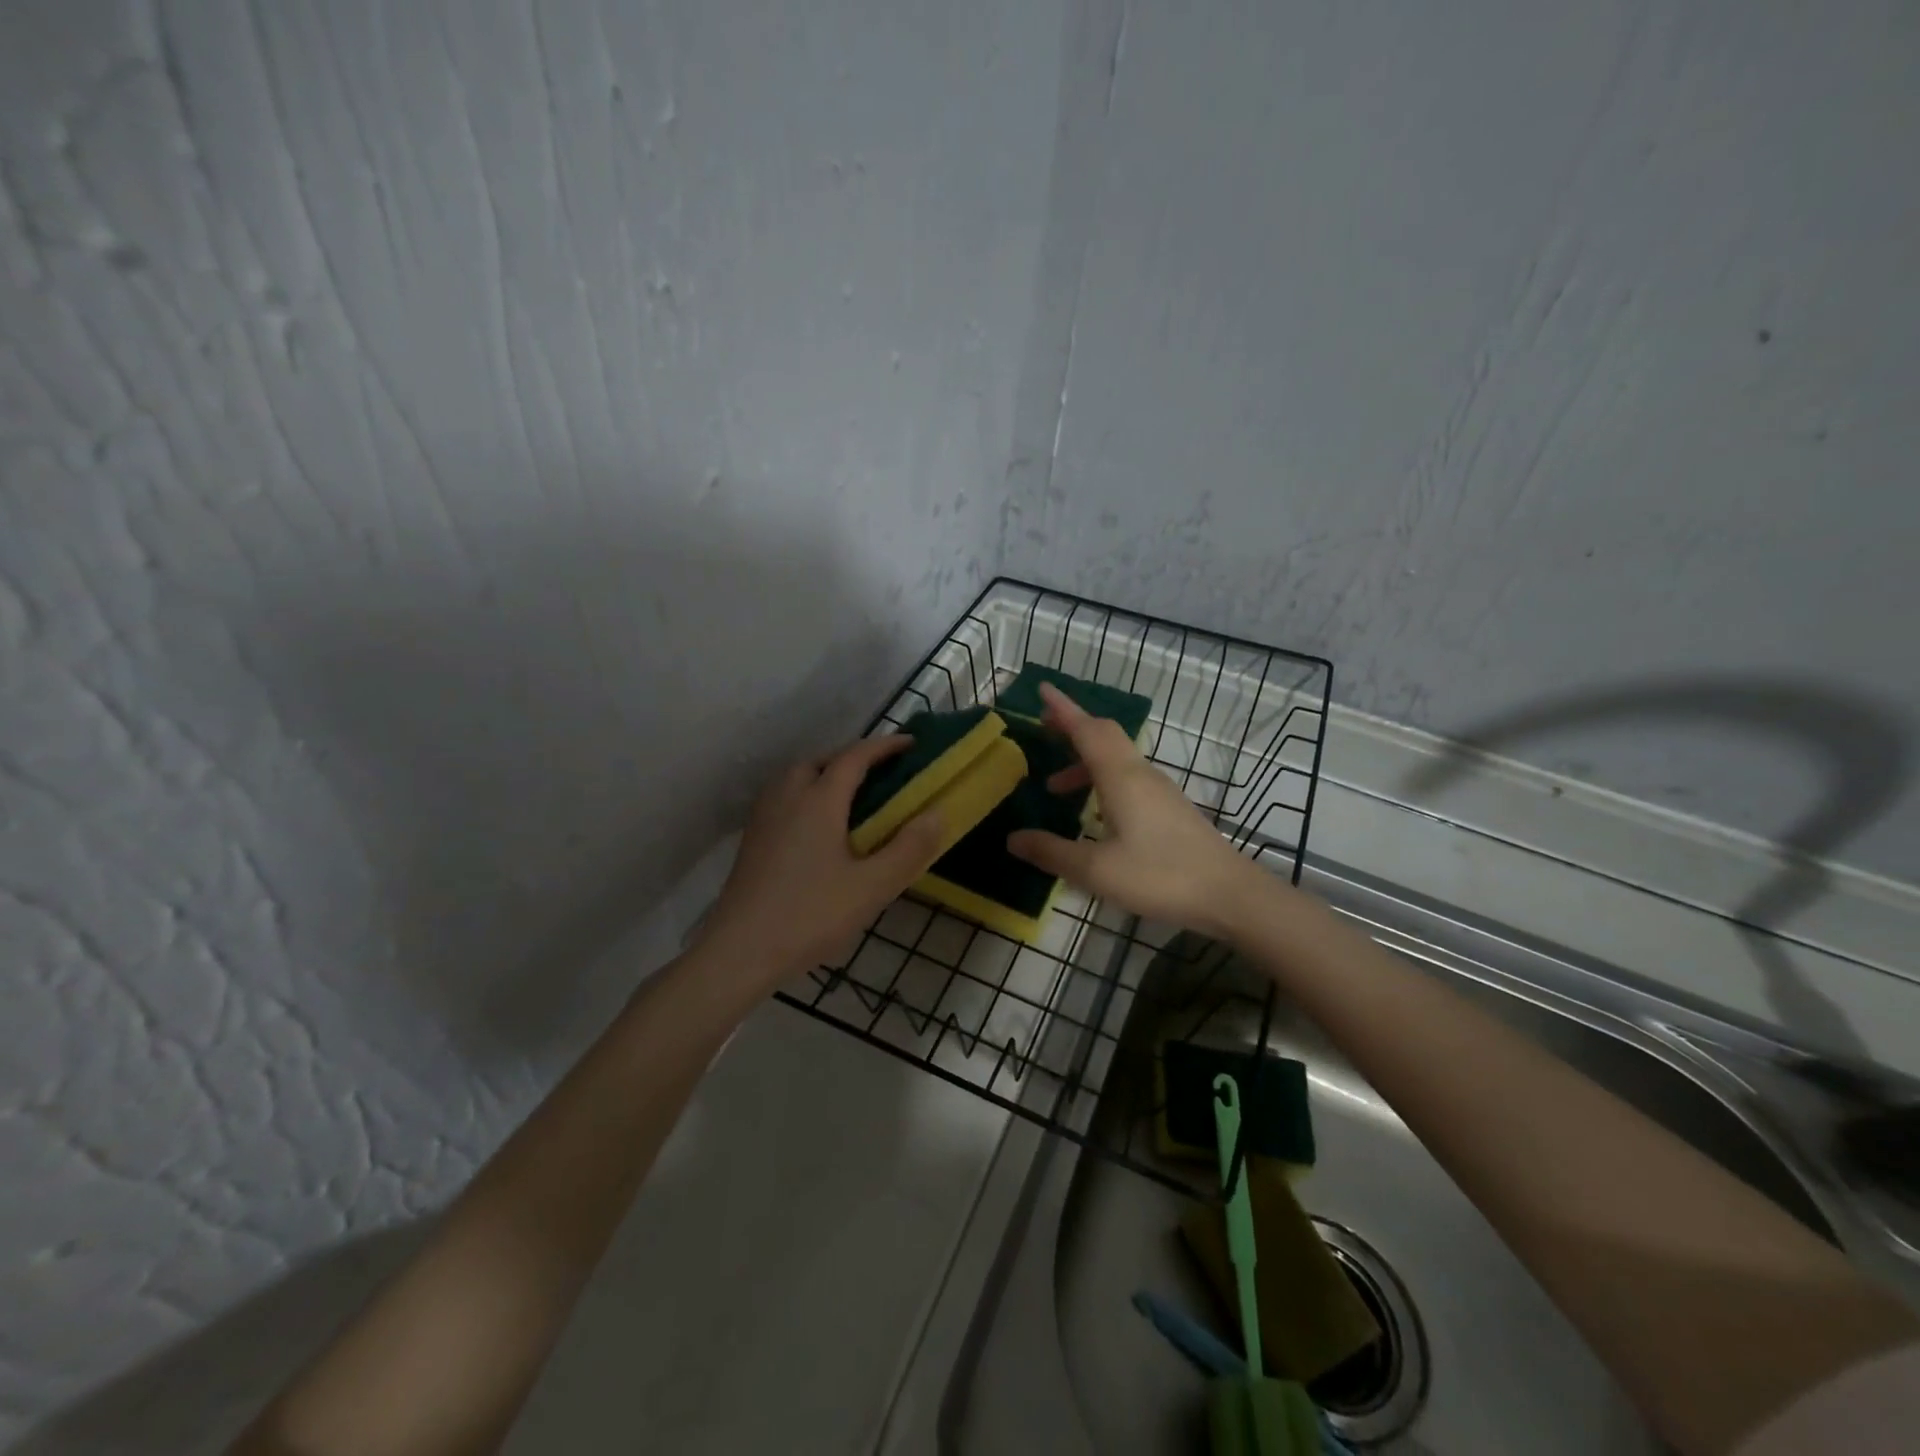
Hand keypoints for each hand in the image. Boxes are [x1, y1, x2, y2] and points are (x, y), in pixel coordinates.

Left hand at [698, 736, 944, 984]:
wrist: (739, 951)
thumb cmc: (810, 915)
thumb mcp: (871, 887)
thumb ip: (908, 849)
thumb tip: (937, 813)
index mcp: (819, 800)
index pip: (855, 757)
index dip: (884, 746)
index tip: (910, 743)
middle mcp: (787, 797)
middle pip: (821, 760)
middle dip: (852, 758)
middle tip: (880, 774)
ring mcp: (764, 817)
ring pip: (796, 777)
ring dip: (825, 774)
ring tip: (850, 798)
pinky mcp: (752, 839)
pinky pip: (783, 797)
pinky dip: (806, 794)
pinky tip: (817, 827)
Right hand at [1006, 683, 1261, 935]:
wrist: (1229, 894)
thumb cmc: (1160, 876)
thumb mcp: (1096, 870)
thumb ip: (1052, 852)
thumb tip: (1012, 838)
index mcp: (1121, 777)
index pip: (1087, 729)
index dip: (1063, 709)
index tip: (1042, 689)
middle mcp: (1140, 774)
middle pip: (1104, 736)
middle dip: (1072, 728)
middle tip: (1044, 730)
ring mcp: (1159, 790)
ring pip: (1116, 758)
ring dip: (1084, 761)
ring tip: (1056, 788)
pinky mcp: (1169, 808)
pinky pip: (1127, 777)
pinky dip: (1101, 779)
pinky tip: (1093, 812)